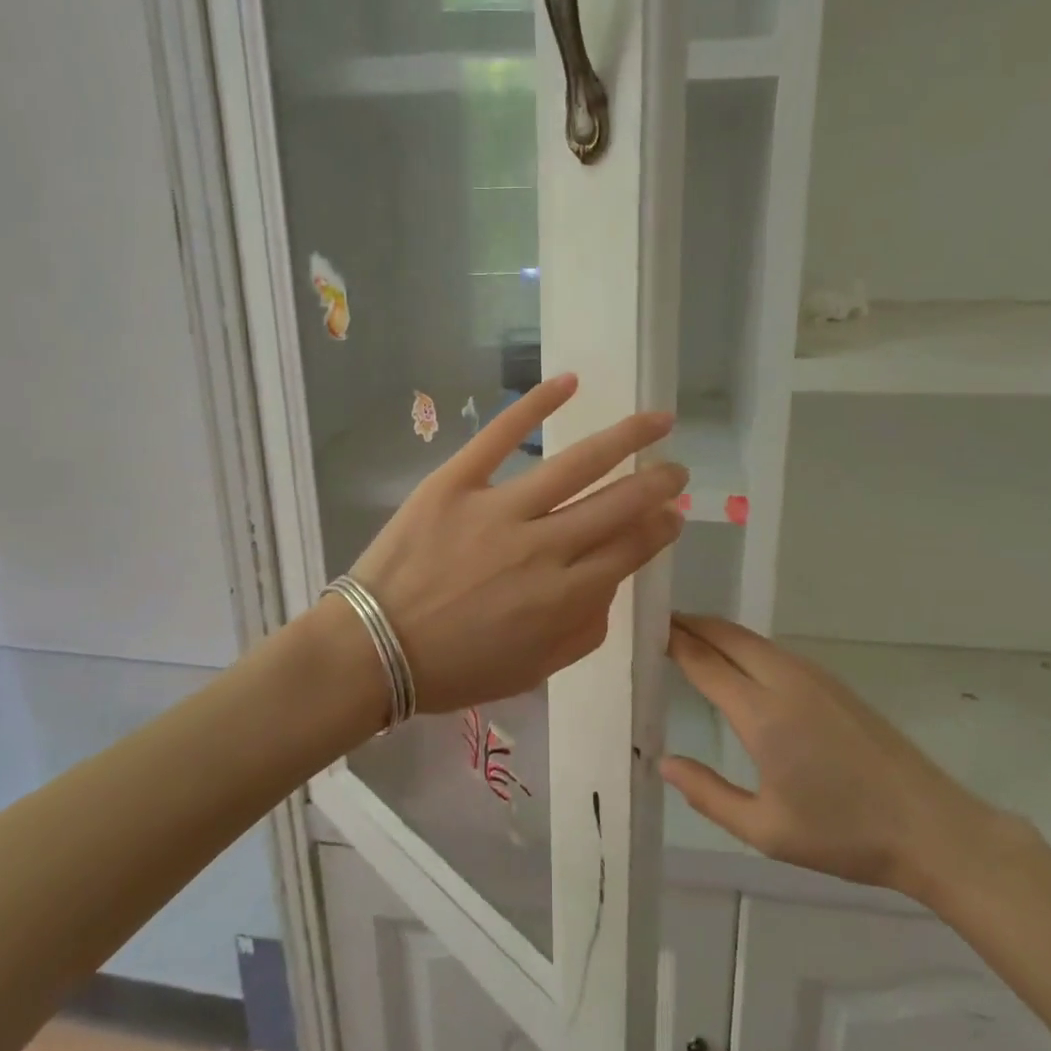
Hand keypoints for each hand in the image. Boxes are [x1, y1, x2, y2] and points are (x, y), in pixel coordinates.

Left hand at [342, 373, 687, 716]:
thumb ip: (583, 630)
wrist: (374, 649)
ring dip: (625, 438)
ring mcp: (499, 509)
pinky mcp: (456, 482)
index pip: (629, 550)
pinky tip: (569, 381)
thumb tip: (609, 584)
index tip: (673, 514)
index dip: (658, 529)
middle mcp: (543, 547)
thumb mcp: (534, 669)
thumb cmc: (455, 668)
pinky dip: (536, 404)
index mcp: (564, 597)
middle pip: (617, 505)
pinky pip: (501, 435)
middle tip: (676, 469)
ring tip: (657, 419)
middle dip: (657, 484)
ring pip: (577, 464)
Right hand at [661, 615, 1004, 900]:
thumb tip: (664, 762)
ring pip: (751, 639)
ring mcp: (813, 676)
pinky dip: (742, 645)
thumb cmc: (844, 834)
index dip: (672, 642)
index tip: (645, 630)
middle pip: (726, 635)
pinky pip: (773, 650)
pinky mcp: (832, 682)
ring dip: (717, 632)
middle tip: (658, 626)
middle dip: (690, 625)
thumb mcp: (766, 830)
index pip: (704, 661)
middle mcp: (784, 681)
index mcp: (763, 714)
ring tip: (688, 638)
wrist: (932, 828)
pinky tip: (735, 663)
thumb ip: (708, 794)